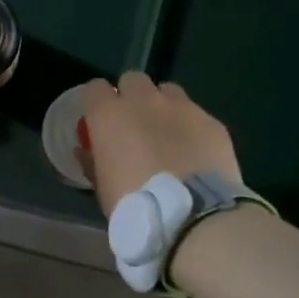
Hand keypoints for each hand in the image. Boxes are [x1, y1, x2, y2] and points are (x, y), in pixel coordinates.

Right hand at [78, 72, 241, 214]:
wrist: (194, 217)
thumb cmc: (136, 207)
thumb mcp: (103, 189)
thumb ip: (93, 162)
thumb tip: (86, 151)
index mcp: (109, 116)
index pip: (94, 89)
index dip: (97, 103)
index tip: (99, 121)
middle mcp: (144, 101)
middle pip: (133, 80)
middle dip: (131, 97)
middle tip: (134, 126)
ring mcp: (182, 108)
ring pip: (168, 91)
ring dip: (163, 107)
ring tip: (168, 136)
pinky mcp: (212, 122)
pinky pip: (196, 115)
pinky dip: (191, 128)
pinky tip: (195, 154)